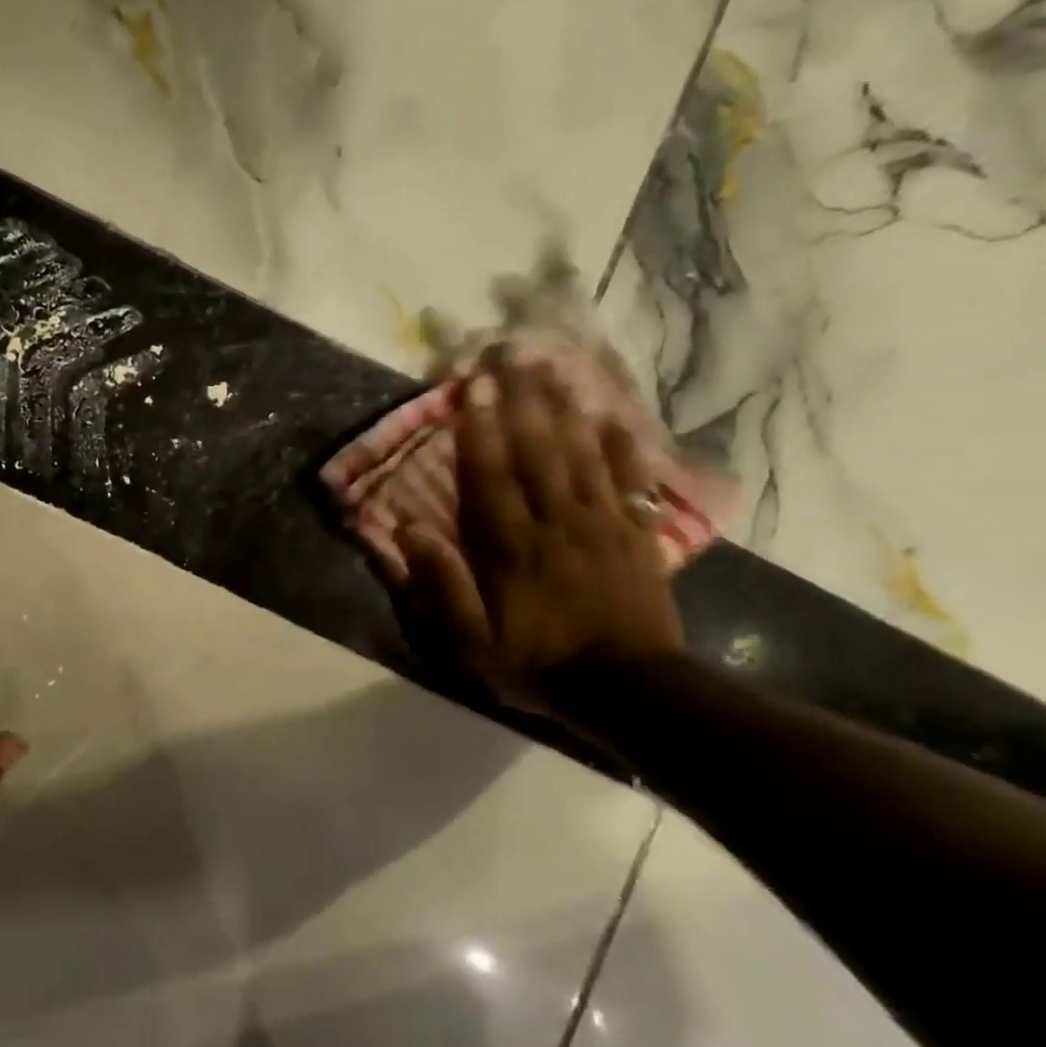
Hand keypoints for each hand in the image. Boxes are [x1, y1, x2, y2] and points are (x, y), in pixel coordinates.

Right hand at [395, 354, 684, 712]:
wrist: (630, 690)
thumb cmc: (538, 663)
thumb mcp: (470, 640)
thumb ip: (441, 584)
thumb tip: (408, 530)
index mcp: (511, 547)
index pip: (491, 476)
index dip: (481, 429)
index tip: (473, 388)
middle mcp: (556, 523)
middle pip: (538, 452)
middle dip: (521, 402)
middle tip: (512, 357)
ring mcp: (603, 525)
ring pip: (582, 456)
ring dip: (566, 410)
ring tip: (554, 369)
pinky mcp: (637, 535)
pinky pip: (631, 482)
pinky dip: (623, 447)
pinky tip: (615, 417)